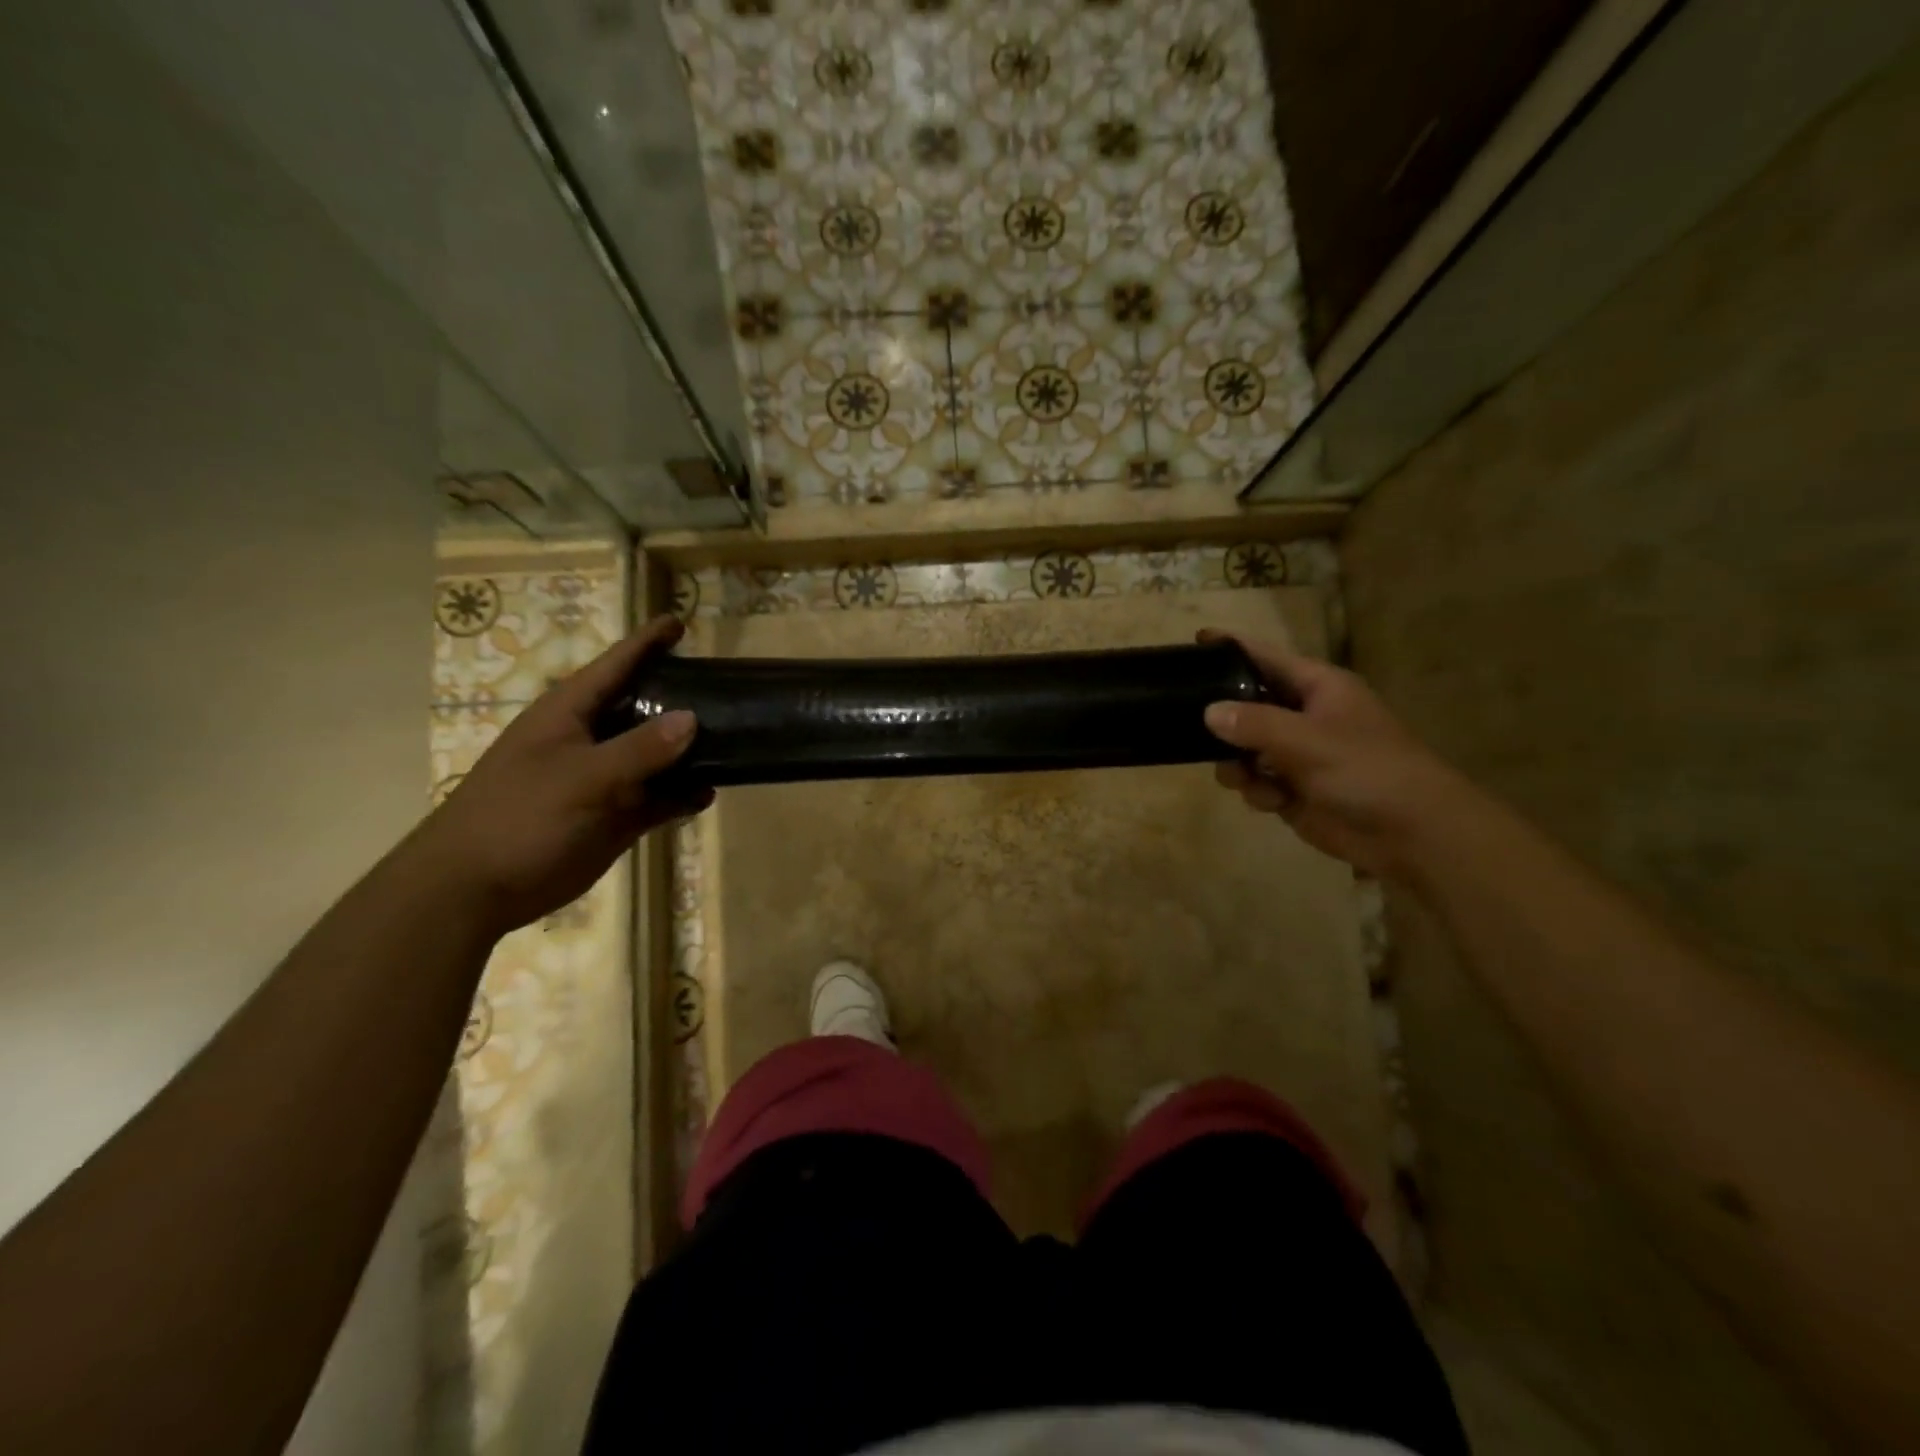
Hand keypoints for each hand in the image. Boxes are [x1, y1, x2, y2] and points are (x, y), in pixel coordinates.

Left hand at [416, 615, 708, 932]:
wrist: (475, 888)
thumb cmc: (520, 817)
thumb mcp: (582, 778)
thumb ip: (639, 749)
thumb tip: (692, 718)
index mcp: (570, 714)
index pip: (615, 665)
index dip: (647, 643)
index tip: (680, 622)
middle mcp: (591, 740)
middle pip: (643, 708)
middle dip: (681, 697)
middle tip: (727, 688)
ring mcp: (604, 780)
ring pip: (656, 756)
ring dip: (689, 752)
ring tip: (733, 741)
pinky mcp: (614, 817)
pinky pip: (657, 798)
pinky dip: (682, 796)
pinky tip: (708, 794)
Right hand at [1200, 630, 1471, 880]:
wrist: (1412, 833)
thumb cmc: (1367, 770)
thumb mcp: (1308, 740)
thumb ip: (1255, 723)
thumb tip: (1209, 711)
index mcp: (1318, 688)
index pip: (1267, 658)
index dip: (1233, 649)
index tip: (1196, 640)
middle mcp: (1304, 716)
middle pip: (1247, 706)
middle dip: (1224, 722)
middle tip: (1196, 731)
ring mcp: (1297, 755)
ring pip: (1243, 749)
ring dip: (1237, 765)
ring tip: (1242, 778)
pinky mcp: (1293, 790)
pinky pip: (1256, 782)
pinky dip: (1258, 791)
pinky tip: (1273, 802)